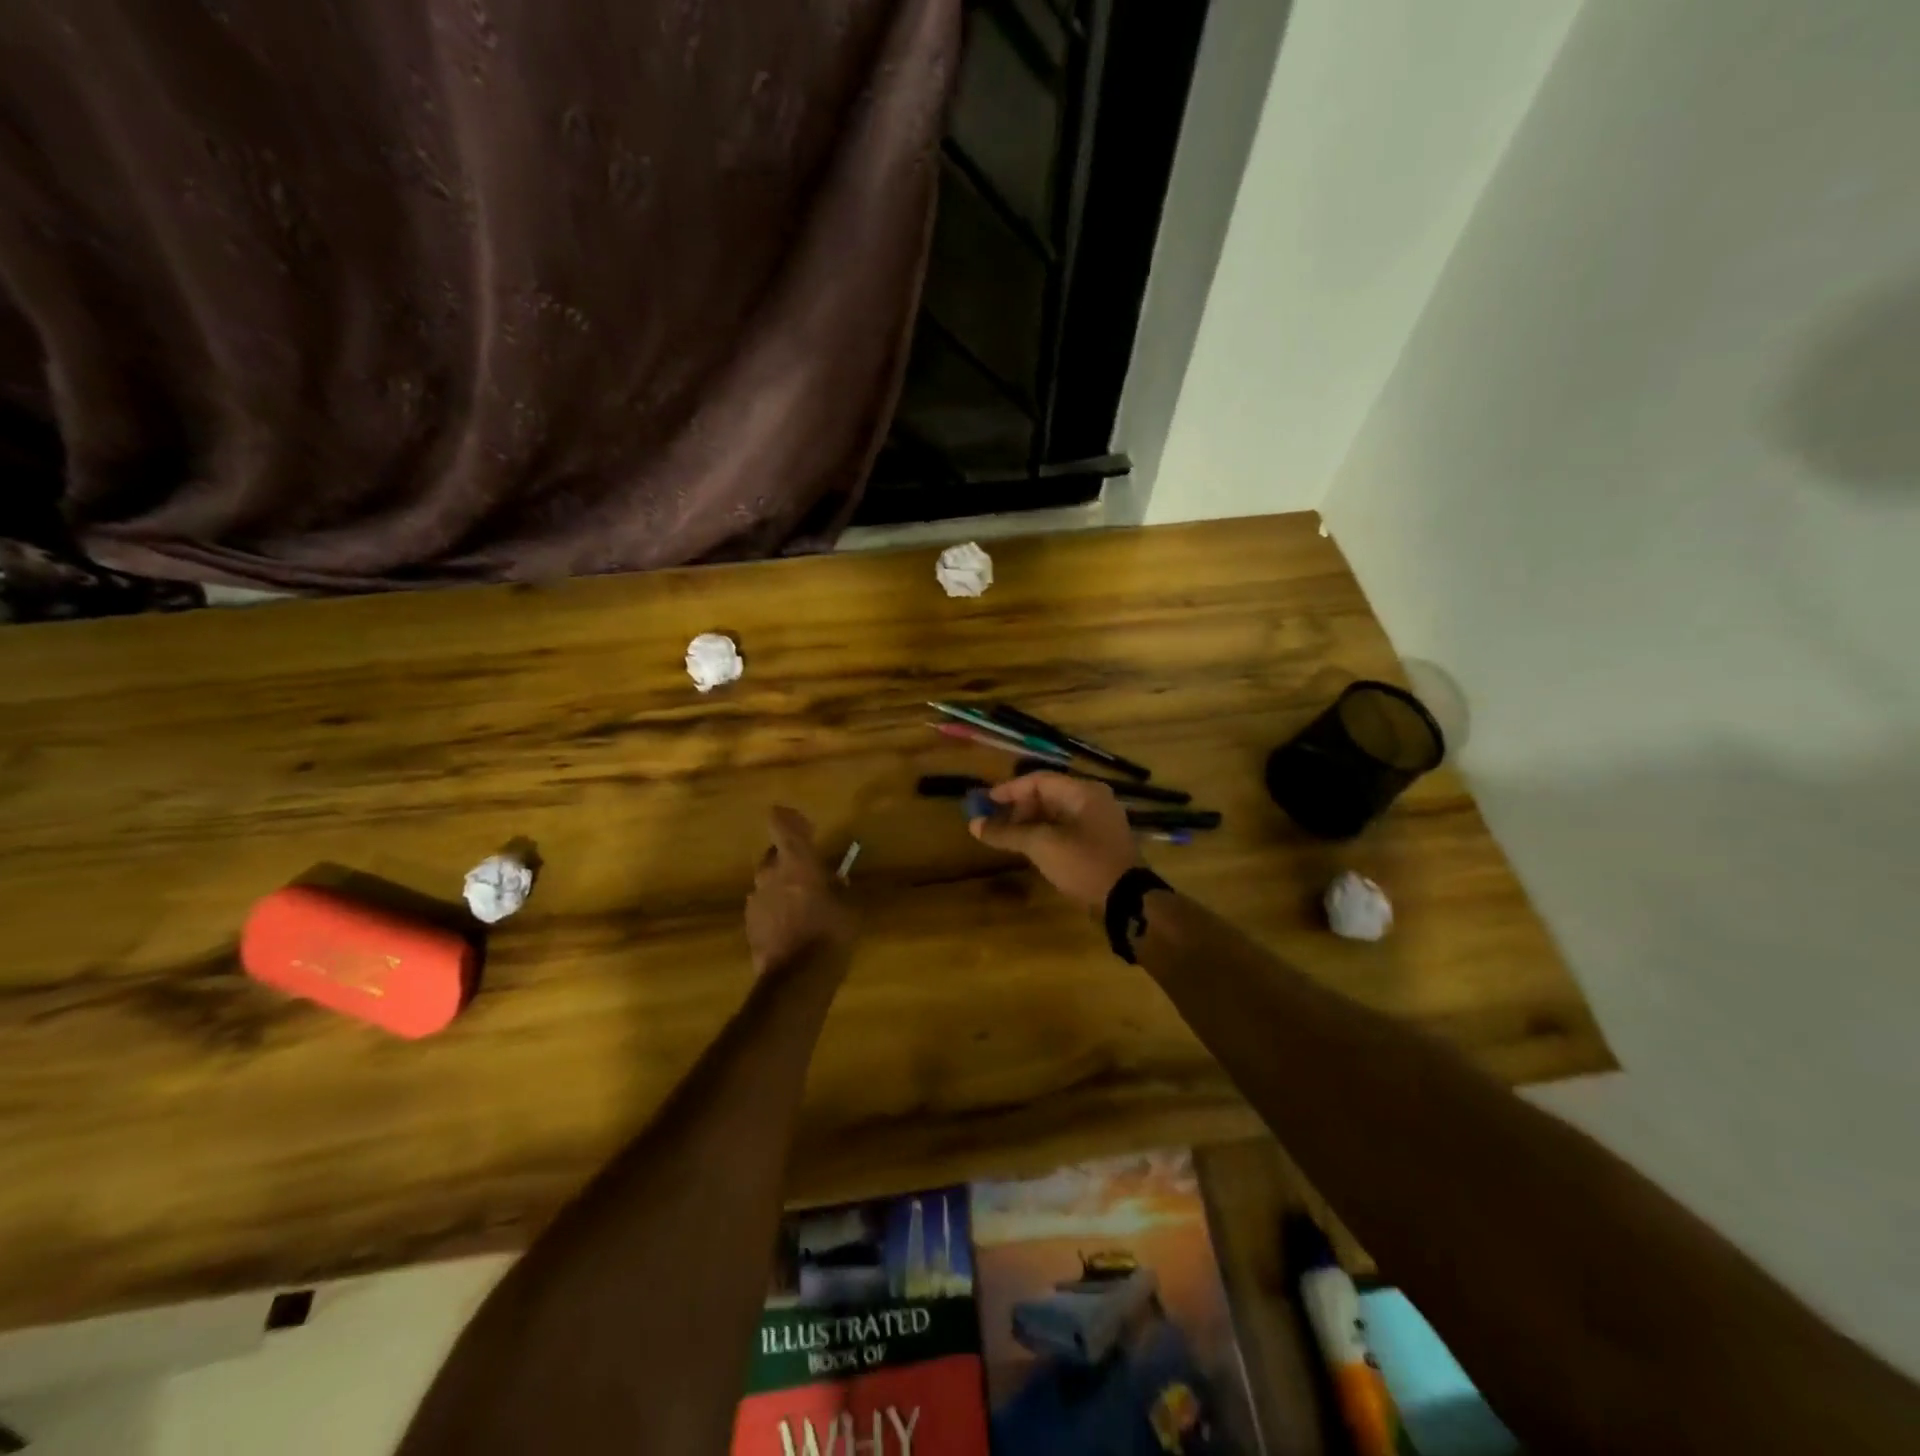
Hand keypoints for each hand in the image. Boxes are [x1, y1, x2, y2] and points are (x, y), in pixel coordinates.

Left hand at [745, 807, 856, 975]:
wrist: (797, 979)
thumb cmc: (831, 934)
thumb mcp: (848, 907)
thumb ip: (837, 888)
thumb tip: (834, 881)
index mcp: (796, 862)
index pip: (780, 823)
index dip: (789, 819)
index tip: (804, 826)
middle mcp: (769, 874)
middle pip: (774, 854)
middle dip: (789, 859)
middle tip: (810, 874)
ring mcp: (755, 900)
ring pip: (767, 882)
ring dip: (781, 886)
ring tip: (802, 905)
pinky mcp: (748, 925)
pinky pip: (763, 906)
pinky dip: (775, 910)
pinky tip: (792, 928)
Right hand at [969, 772, 1141, 911]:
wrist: (1127, 902)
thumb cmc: (1084, 864)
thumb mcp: (1042, 845)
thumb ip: (1007, 832)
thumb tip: (974, 824)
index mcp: (1083, 792)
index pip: (1039, 780)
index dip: (1009, 790)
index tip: (985, 801)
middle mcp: (1092, 801)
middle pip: (1047, 795)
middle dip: (1017, 808)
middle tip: (993, 822)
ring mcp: (1097, 823)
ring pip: (1055, 814)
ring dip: (1028, 822)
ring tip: (1004, 836)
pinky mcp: (1097, 843)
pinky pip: (1064, 829)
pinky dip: (1042, 834)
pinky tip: (1026, 847)